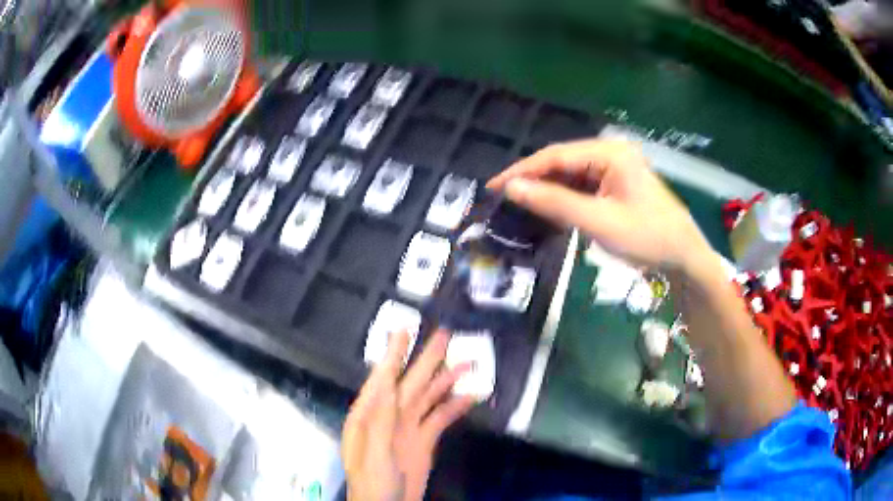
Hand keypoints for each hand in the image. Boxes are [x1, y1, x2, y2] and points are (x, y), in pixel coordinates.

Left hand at [341, 330, 473, 500]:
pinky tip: (472, 395)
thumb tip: (387, 384)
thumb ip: (380, 419)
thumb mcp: (372, 451)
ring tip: (468, 360)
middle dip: (427, 359)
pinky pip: (441, 417)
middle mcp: (389, 415)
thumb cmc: (372, 481)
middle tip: (444, 335)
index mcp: (369, 415)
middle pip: (410, 382)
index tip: (404, 330)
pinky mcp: (425, 440)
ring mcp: (409, 427)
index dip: (394, 354)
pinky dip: (456, 406)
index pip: (383, 378)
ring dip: (447, 379)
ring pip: (429, 397)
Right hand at [488, 139, 710, 273]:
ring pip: (571, 174)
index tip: (494, 186)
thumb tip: (512, 188)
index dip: (522, 171)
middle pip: (562, 162)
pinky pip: (583, 186)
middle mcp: (611, 153)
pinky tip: (550, 209)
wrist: (684, 257)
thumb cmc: (647, 238)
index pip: (556, 156)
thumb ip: (555, 203)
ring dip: (548, 190)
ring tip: (521, 206)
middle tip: (504, 199)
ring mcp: (615, 168)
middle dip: (534, 180)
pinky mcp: (616, 183)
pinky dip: (565, 198)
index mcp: (610, 153)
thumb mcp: (598, 222)